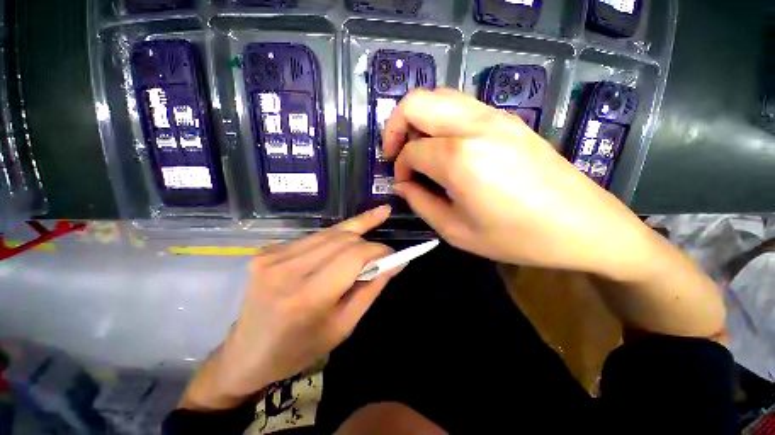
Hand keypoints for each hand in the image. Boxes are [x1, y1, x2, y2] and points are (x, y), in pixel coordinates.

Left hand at [179, 206, 397, 410]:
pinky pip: (313, 237)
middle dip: (368, 242)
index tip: (393, 254)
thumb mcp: (344, 326)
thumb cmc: (300, 349)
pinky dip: (333, 239)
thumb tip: (396, 262)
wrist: (247, 353)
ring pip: (329, 232)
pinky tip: (342, 246)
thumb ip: (371, 289)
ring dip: (353, 234)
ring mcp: (273, 256)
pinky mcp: (267, 250)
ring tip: (371, 233)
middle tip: (381, 252)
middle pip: (342, 239)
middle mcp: (287, 269)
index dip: (379, 250)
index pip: (354, 256)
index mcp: (308, 297)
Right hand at [382, 88, 654, 277]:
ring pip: (438, 97)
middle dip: (395, 128)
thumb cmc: (516, 237)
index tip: (404, 185)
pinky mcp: (508, 119)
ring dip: (418, 121)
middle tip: (396, 155)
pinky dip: (439, 120)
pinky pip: (460, 106)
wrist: (582, 226)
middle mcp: (474, 126)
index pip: (411, 151)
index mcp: (459, 158)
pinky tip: (444, 147)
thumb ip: (421, 203)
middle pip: (416, 103)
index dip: (400, 168)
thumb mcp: (456, 231)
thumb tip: (402, 185)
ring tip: (418, 150)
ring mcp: (494, 116)